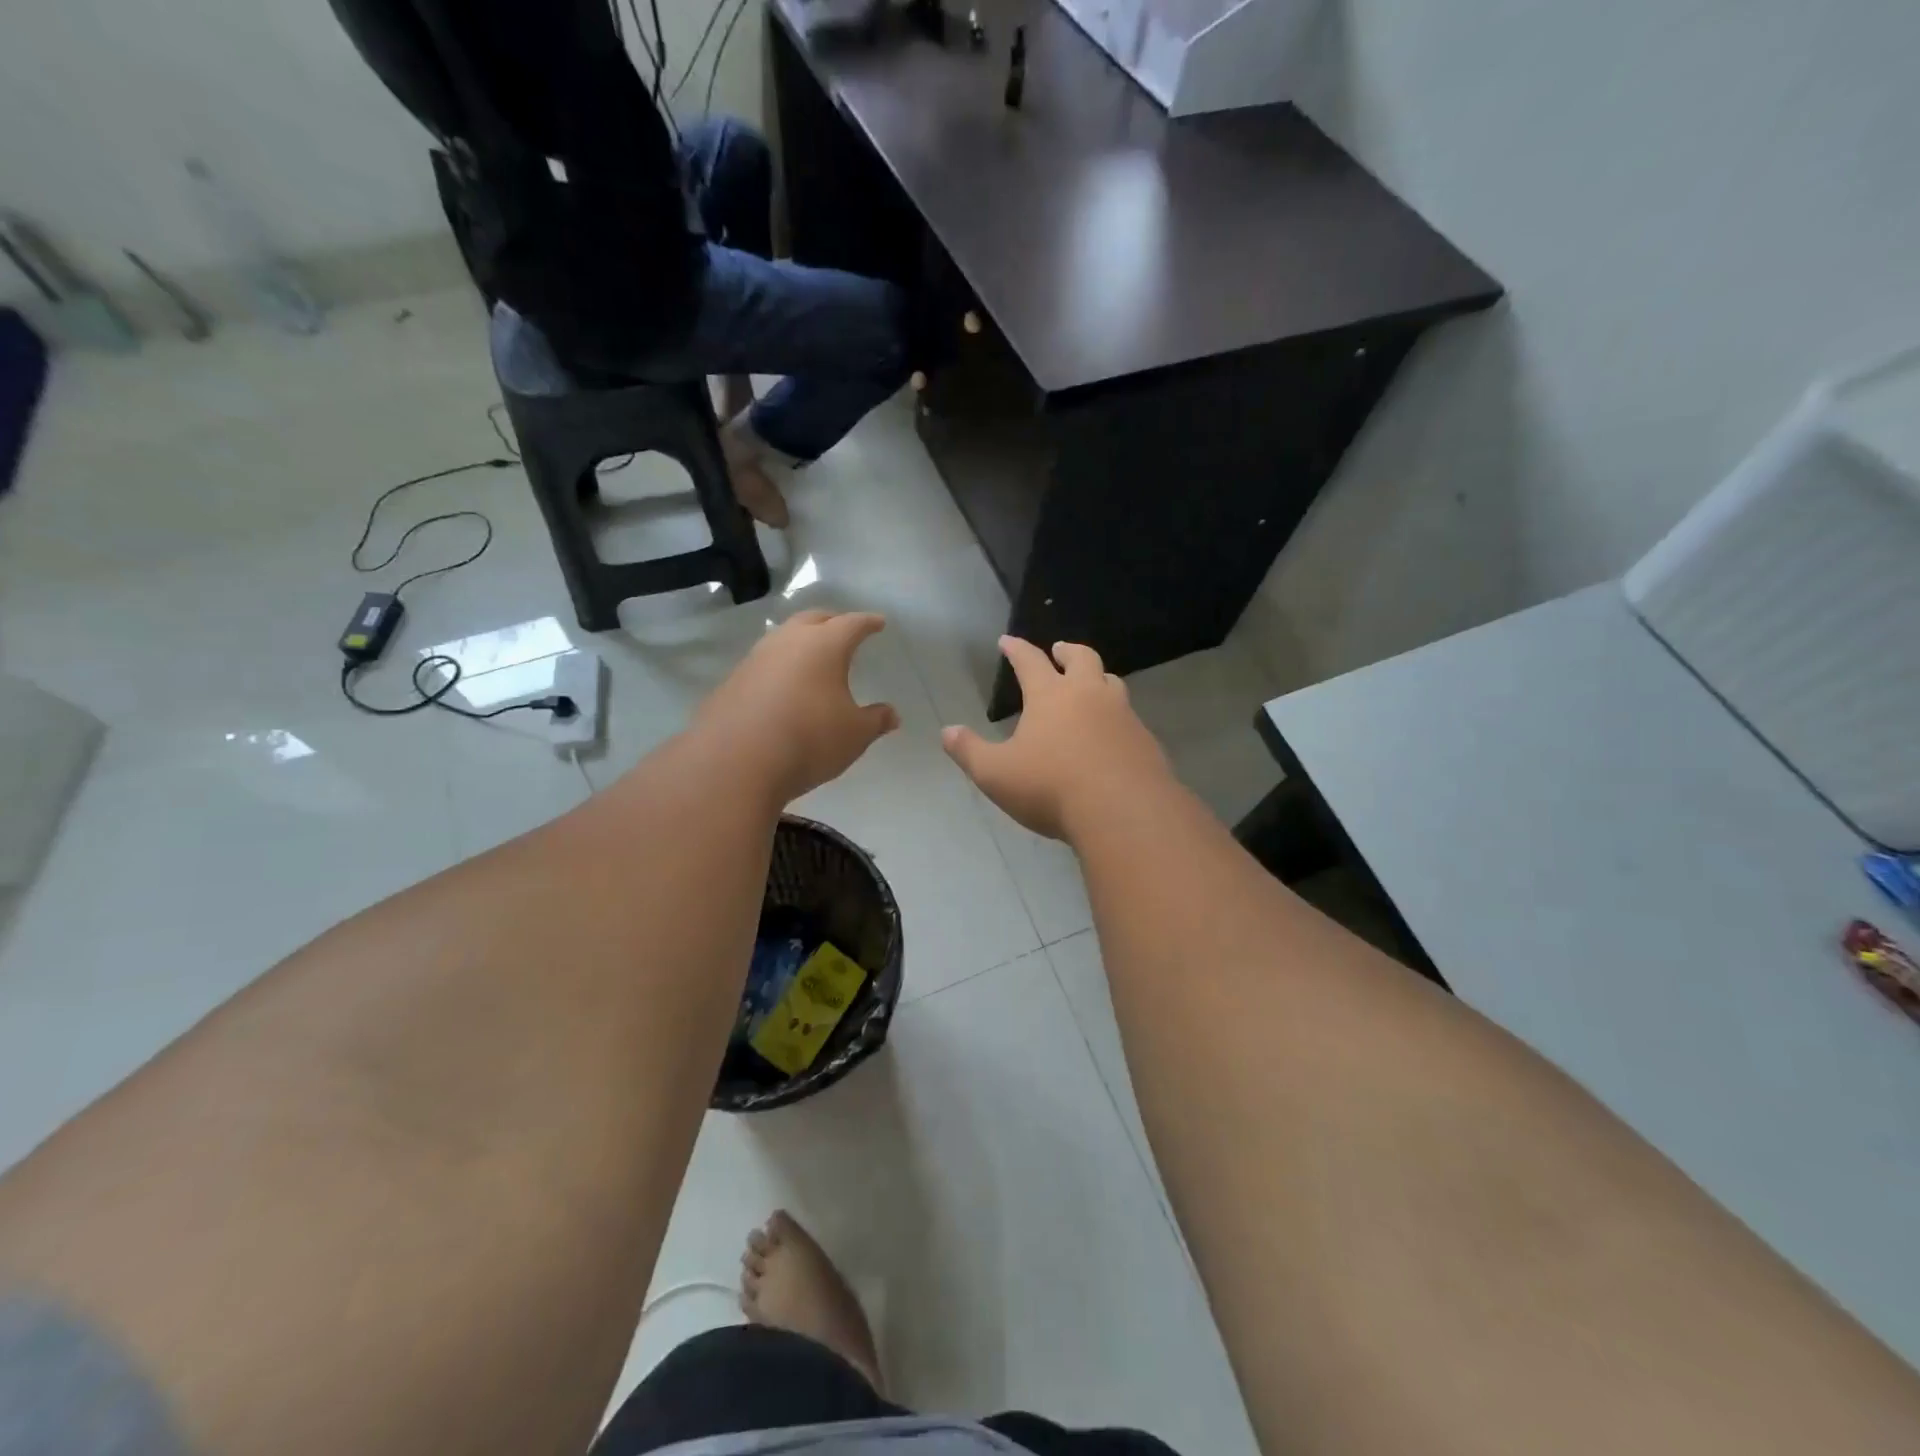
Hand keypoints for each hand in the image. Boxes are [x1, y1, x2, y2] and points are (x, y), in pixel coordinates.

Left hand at [696, 610, 900, 803]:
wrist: (735, 762)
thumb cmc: (809, 739)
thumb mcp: (854, 735)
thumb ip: (875, 721)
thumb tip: (891, 714)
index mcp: (824, 645)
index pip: (852, 624)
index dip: (868, 623)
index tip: (878, 623)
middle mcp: (788, 641)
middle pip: (813, 619)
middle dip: (831, 622)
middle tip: (843, 630)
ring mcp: (755, 659)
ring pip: (783, 638)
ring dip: (800, 642)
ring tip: (812, 657)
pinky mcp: (732, 681)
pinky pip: (763, 664)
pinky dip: (779, 667)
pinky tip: (783, 687)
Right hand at [942, 638, 1169, 839]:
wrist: (1124, 811)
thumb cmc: (1051, 788)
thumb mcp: (996, 774)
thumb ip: (970, 751)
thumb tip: (948, 732)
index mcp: (1051, 696)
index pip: (1030, 661)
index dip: (1016, 649)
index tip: (1007, 641)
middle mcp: (1090, 695)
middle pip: (1082, 658)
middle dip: (1067, 651)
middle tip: (1059, 650)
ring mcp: (1123, 716)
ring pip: (1112, 683)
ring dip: (1098, 678)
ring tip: (1090, 686)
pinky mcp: (1145, 741)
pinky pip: (1129, 718)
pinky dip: (1116, 716)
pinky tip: (1111, 735)